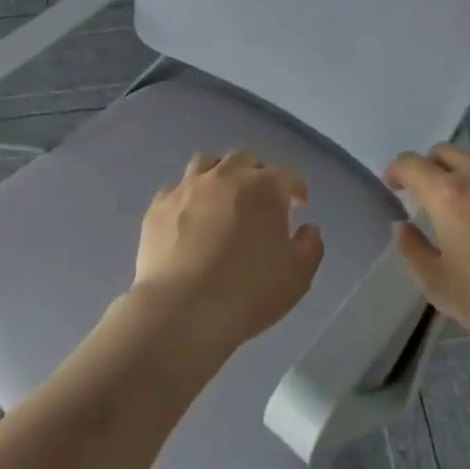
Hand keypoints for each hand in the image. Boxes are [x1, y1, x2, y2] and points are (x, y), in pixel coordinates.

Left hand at [131, 151, 324, 360]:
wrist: (183, 309)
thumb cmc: (248, 292)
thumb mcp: (298, 277)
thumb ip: (310, 247)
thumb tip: (307, 229)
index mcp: (264, 188)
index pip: (286, 175)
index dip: (295, 187)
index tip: (298, 203)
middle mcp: (225, 176)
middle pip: (245, 159)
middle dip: (257, 173)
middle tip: (261, 198)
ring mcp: (187, 188)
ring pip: (206, 163)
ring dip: (220, 173)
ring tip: (222, 196)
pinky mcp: (159, 206)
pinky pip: (176, 189)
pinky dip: (187, 196)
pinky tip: (189, 216)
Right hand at [384, 144, 469, 361]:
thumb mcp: (440, 288)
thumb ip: (412, 251)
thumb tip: (402, 226)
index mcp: (450, 195)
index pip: (411, 163)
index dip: (395, 170)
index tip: (392, 186)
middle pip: (446, 151)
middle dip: (429, 167)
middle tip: (427, 195)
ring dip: (465, 170)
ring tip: (469, 200)